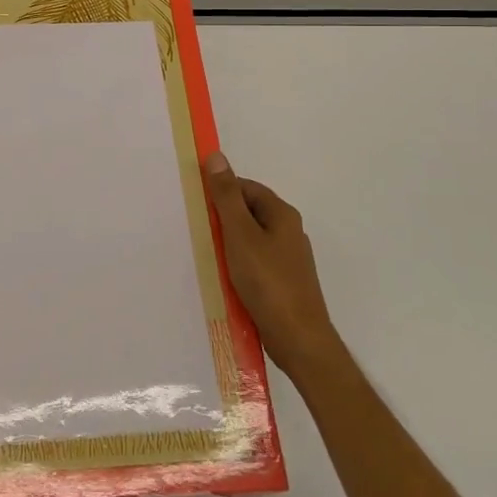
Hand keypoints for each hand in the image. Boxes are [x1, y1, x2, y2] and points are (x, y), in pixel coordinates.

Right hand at [203, 152, 341, 384]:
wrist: (299, 340)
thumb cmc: (268, 282)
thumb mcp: (240, 234)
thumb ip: (226, 196)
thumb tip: (216, 156)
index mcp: (282, 214)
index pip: (246, 188)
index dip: (221, 192)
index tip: (198, 205)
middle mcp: (289, 232)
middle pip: (249, 213)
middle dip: (222, 220)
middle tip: (198, 231)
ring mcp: (288, 259)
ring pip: (250, 240)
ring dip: (228, 245)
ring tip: (208, 257)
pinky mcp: (283, 283)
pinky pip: (255, 263)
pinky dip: (238, 266)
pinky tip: (225, 279)